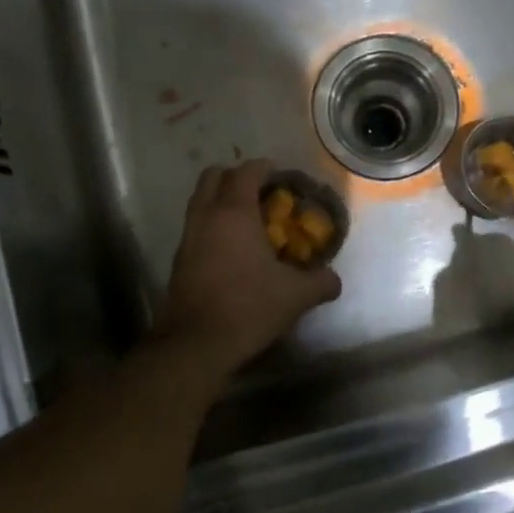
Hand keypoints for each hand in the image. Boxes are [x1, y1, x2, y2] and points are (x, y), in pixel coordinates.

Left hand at [159, 160, 341, 370]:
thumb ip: (321, 282)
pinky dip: (213, 226)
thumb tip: (334, 280)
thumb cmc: (248, 307)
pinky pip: (196, 227)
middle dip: (237, 177)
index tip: (283, 178)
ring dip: (222, 201)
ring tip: (249, 222)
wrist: (196, 344)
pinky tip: (234, 251)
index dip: (266, 168)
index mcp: (234, 213)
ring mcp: (188, 238)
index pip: (247, 171)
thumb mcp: (296, 296)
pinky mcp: (179, 261)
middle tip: (262, 194)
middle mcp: (206, 216)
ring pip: (200, 201)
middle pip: (213, 176)